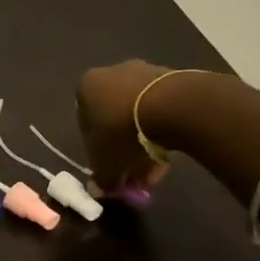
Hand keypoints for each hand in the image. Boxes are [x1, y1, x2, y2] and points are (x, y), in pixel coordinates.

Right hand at [76, 60, 182, 197]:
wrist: (173, 106)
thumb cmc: (122, 132)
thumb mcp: (105, 164)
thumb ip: (100, 178)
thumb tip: (99, 189)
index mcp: (86, 87)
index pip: (86, 125)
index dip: (98, 152)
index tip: (111, 170)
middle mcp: (111, 74)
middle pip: (114, 119)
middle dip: (124, 150)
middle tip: (135, 174)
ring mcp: (144, 72)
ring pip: (140, 115)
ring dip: (145, 143)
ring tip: (156, 169)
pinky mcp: (173, 77)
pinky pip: (162, 108)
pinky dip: (163, 129)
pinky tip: (172, 153)